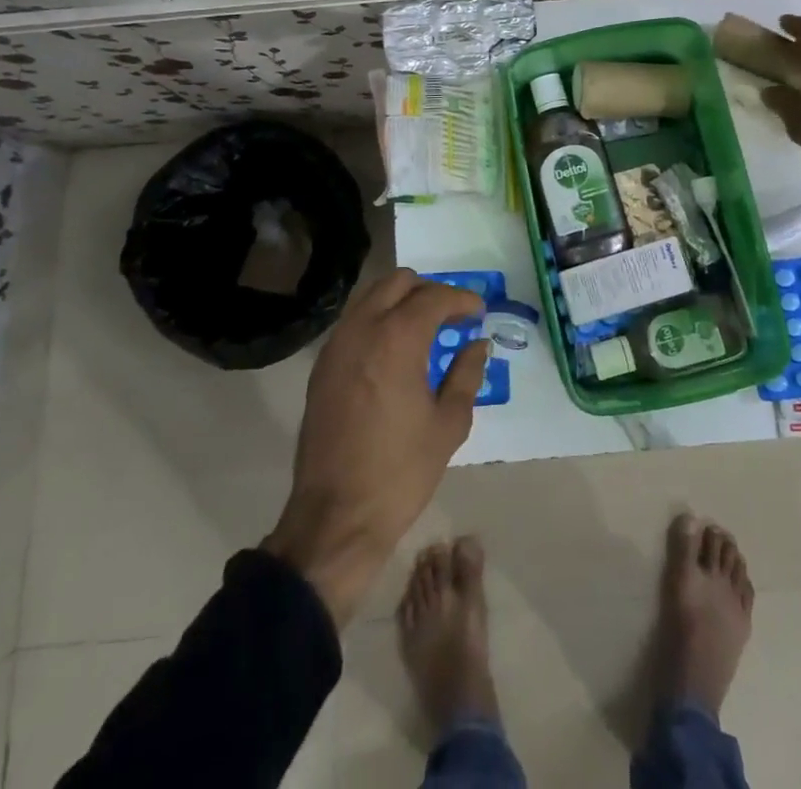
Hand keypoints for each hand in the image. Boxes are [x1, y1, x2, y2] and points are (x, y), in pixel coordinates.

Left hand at [263, 269, 488, 626]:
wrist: (336, 518)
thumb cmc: (400, 472)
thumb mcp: (448, 424)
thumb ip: (466, 374)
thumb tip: (477, 345)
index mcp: (397, 339)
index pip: (434, 297)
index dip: (462, 300)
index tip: (478, 313)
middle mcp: (362, 329)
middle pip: (398, 282)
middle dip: (429, 291)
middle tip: (451, 317)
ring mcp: (336, 345)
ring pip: (371, 296)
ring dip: (400, 301)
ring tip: (424, 330)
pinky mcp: (322, 366)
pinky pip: (354, 322)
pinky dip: (378, 320)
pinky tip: (394, 351)